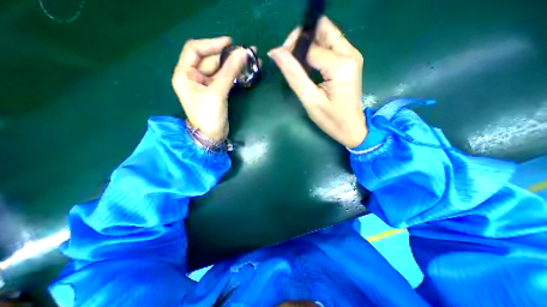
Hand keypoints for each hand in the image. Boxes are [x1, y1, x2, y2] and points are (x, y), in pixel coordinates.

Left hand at [172, 37, 248, 141]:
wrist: (212, 136)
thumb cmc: (208, 116)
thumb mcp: (217, 93)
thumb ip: (229, 72)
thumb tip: (242, 53)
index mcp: (185, 74)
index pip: (195, 50)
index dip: (212, 44)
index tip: (230, 43)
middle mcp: (194, 77)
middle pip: (211, 59)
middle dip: (229, 56)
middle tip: (247, 52)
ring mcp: (207, 85)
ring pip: (221, 69)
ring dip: (235, 65)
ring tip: (252, 59)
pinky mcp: (217, 92)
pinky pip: (226, 79)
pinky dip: (236, 75)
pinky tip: (247, 71)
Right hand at [269, 16, 366, 148]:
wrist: (352, 128)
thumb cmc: (331, 119)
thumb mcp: (310, 100)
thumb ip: (294, 75)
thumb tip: (276, 52)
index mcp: (341, 65)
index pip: (311, 46)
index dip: (292, 48)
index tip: (279, 57)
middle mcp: (350, 53)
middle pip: (322, 28)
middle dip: (301, 37)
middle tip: (289, 55)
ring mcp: (352, 55)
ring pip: (326, 34)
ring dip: (308, 43)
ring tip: (296, 61)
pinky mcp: (350, 60)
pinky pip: (330, 44)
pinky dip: (316, 49)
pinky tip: (308, 64)